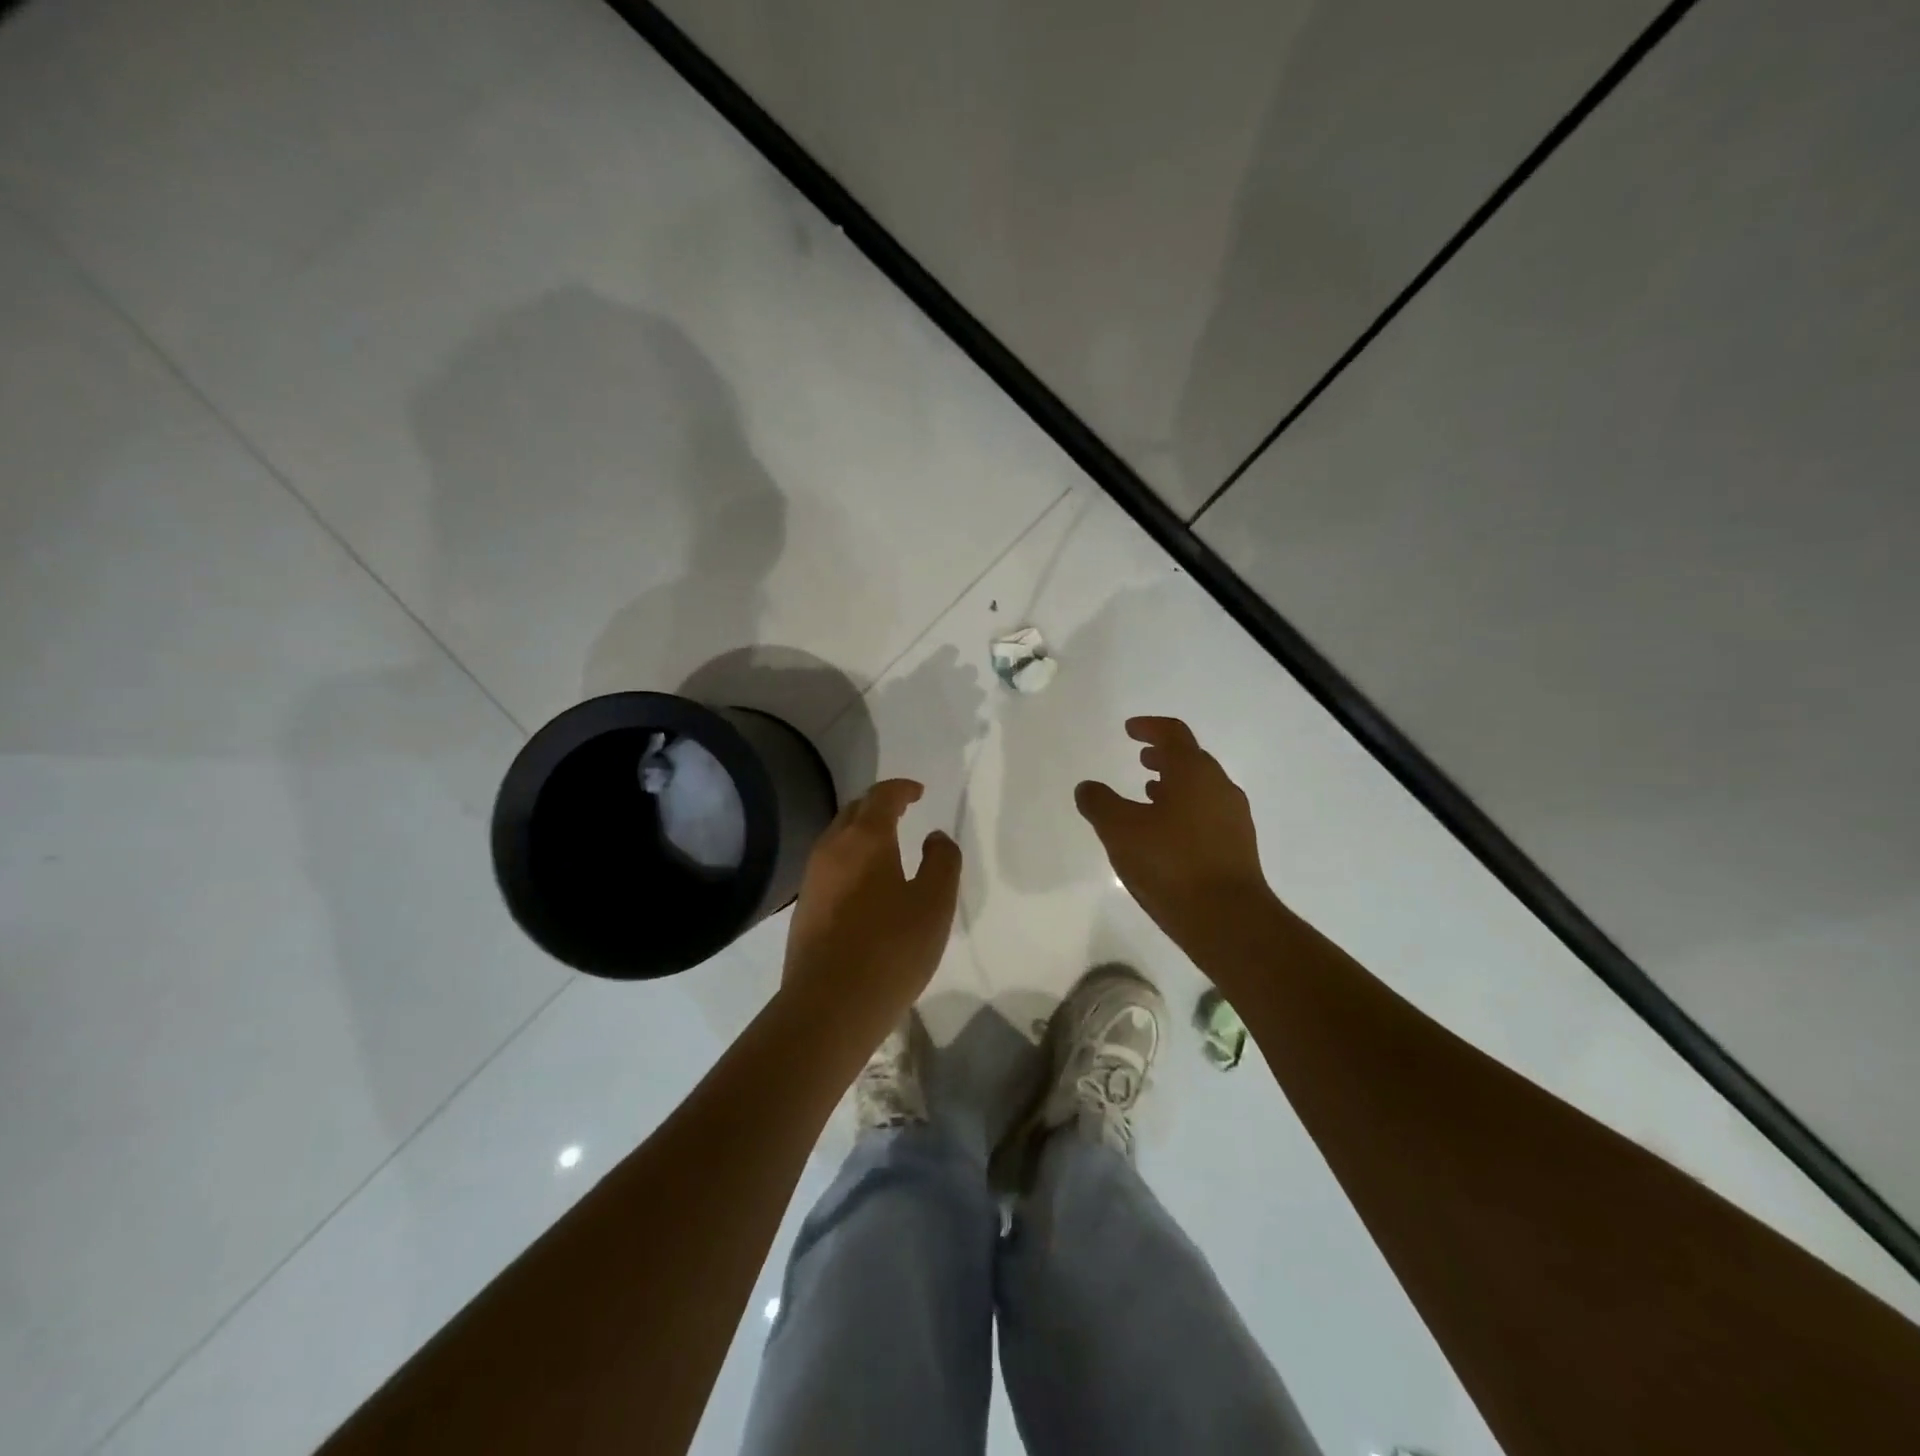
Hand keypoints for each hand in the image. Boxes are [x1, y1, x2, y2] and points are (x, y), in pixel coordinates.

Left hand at [782, 779, 960, 1037]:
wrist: (829, 1005)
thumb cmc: (891, 948)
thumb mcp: (935, 903)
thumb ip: (942, 861)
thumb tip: (934, 837)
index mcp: (865, 838)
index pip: (881, 796)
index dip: (901, 789)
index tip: (918, 792)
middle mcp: (832, 849)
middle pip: (854, 812)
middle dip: (878, 806)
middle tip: (902, 812)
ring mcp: (812, 879)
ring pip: (837, 840)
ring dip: (861, 833)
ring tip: (886, 847)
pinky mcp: (804, 908)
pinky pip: (829, 867)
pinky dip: (850, 860)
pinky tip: (865, 886)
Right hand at [1075, 717, 1277, 953]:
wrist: (1228, 920)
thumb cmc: (1171, 864)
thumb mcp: (1120, 831)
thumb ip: (1099, 803)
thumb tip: (1087, 787)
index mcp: (1193, 772)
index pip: (1173, 734)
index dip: (1149, 727)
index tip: (1130, 730)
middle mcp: (1219, 787)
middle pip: (1191, 759)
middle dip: (1164, 756)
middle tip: (1140, 759)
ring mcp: (1233, 818)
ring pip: (1201, 788)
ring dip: (1174, 784)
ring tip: (1148, 795)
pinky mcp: (1238, 847)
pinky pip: (1208, 814)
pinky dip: (1185, 810)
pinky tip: (1167, 834)